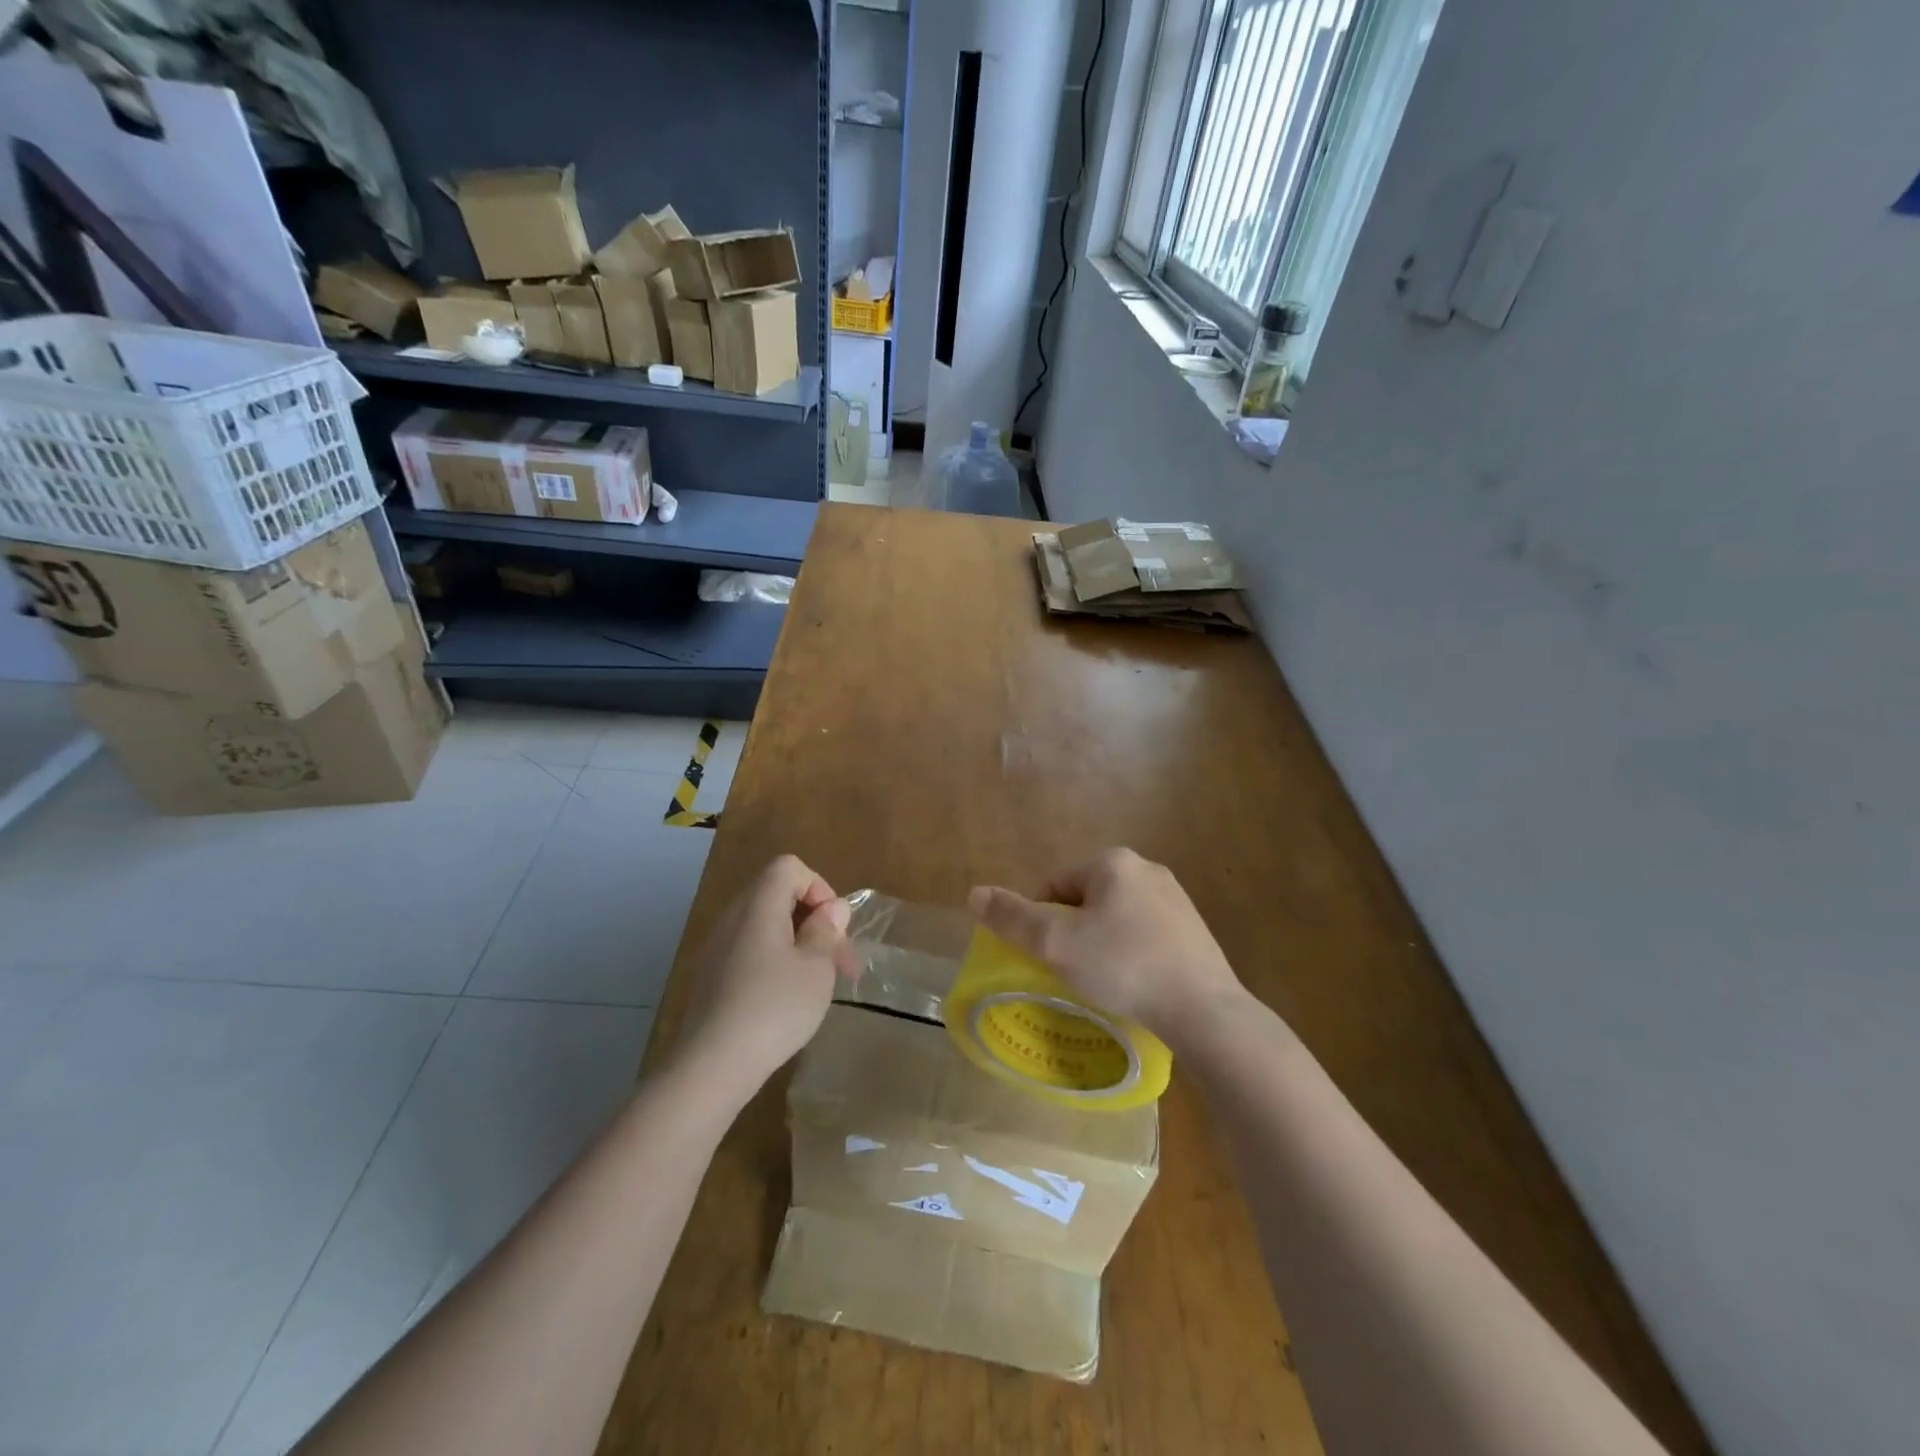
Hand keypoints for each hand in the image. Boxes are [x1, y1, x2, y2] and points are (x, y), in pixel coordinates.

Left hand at [676, 855, 859, 1090]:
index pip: (789, 867)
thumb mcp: (816, 968)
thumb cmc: (774, 1008)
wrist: (712, 1066)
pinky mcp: (711, 977)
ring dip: (798, 943)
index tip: (834, 927)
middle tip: (840, 960)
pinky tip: (788, 1000)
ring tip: (820, 982)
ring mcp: (718, 948)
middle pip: (778, 895)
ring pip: (766, 926)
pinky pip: (751, 950)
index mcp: (758, 905)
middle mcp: (733, 917)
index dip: (819, 887)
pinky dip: (776, 962)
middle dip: (814, 920)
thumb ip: (826, 930)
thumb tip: (832, 908)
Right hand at [968, 848, 1246, 1046]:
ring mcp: (1175, 898)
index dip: (1040, 920)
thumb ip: (1012, 917)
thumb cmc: (1123, 966)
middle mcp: (1146, 869)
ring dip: (1101, 943)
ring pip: (1116, 917)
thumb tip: (974, 893)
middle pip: (1085, 899)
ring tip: (1101, 982)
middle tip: (1070, 971)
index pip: (1055, 884)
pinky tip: (1133, 984)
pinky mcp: (1194, 929)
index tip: (1045, 956)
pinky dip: (1130, 954)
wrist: (1204, 1009)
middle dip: (1072, 931)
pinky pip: (1145, 934)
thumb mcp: (1056, 943)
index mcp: (1113, 862)